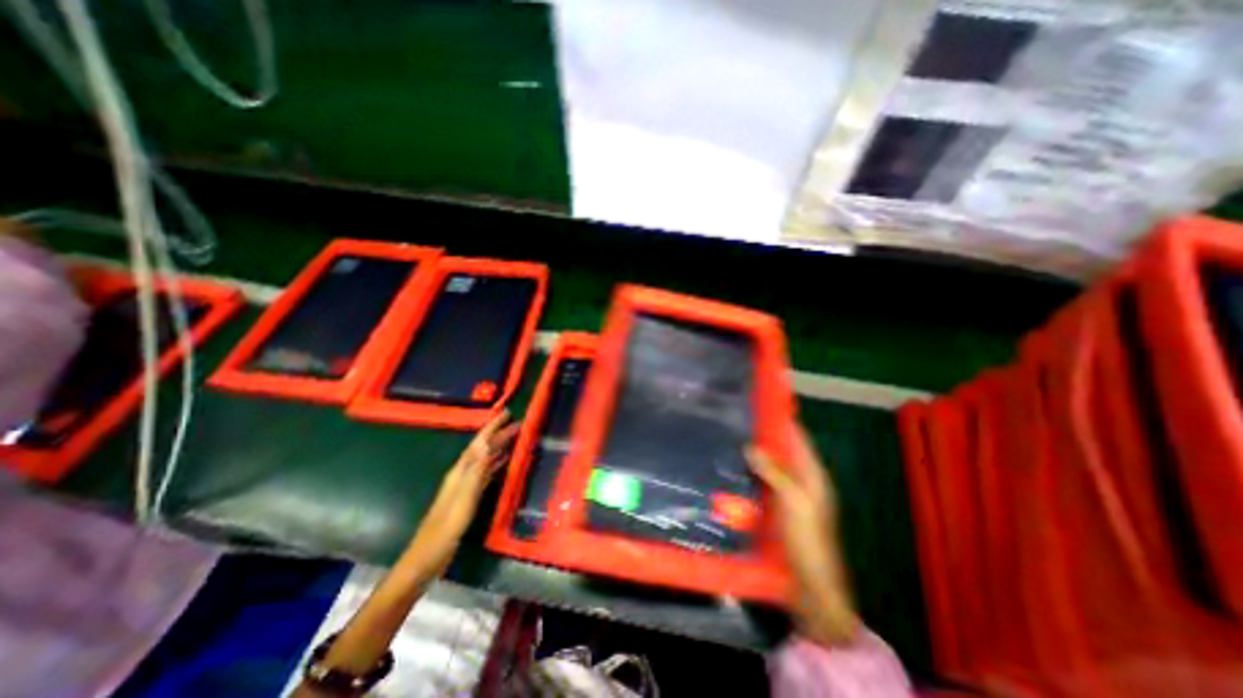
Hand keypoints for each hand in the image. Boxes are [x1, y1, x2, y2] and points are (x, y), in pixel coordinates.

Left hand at [408, 412, 520, 573]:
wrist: (427, 557)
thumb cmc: (446, 527)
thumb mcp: (463, 498)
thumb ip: (475, 470)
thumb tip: (486, 443)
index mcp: (460, 472)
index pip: (478, 443)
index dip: (492, 427)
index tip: (506, 413)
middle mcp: (462, 474)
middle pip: (483, 449)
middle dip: (499, 435)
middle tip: (518, 425)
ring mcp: (466, 486)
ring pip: (486, 460)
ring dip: (499, 448)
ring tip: (515, 439)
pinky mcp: (469, 497)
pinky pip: (487, 473)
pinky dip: (497, 464)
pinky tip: (504, 463)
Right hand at [747, 424, 855, 649]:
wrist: (811, 589)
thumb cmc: (808, 541)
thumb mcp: (794, 503)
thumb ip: (775, 473)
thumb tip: (751, 446)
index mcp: (812, 476)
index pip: (798, 439)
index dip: (782, 420)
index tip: (760, 403)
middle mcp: (800, 482)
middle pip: (781, 451)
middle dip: (762, 435)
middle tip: (735, 419)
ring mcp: (786, 497)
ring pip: (768, 467)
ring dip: (753, 454)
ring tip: (727, 437)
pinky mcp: (773, 510)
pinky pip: (760, 484)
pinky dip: (748, 474)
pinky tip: (729, 468)